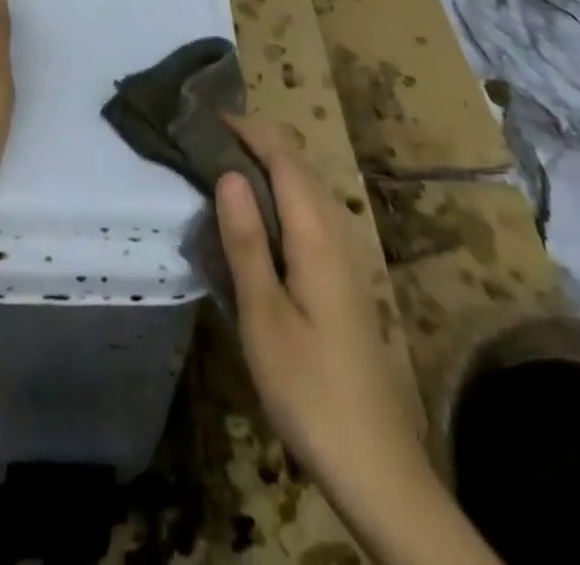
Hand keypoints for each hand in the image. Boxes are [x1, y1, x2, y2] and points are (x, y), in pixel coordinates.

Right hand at [216, 116, 431, 517]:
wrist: (374, 462)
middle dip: (256, 141)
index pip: (284, 157)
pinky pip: (310, 212)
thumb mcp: (264, 317)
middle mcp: (338, 230)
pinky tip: (255, 219)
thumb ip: (246, 241)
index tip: (207, 117)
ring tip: (221, 169)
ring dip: (268, 166)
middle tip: (205, 141)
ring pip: (306, 187)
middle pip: (298, 165)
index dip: (249, 129)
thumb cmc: (310, 389)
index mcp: (318, 234)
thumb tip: (228, 172)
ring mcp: (346, 253)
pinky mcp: (343, 275)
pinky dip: (280, 195)